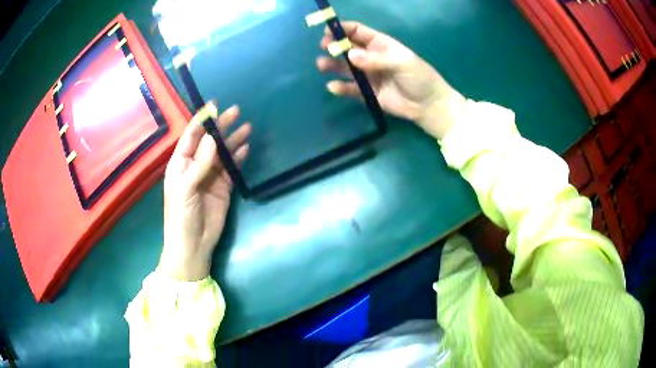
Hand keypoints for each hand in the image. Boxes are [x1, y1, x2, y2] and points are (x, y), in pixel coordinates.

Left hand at [159, 103, 250, 280]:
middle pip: (209, 141)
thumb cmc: (181, 217)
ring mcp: (210, 177)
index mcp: (180, 164)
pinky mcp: (223, 188)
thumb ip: (199, 163)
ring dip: (233, 140)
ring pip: (222, 153)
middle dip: (221, 126)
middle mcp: (195, 166)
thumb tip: (212, 138)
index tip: (215, 106)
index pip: (191, 136)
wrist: (193, 245)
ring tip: (247, 127)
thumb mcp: (186, 189)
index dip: (202, 120)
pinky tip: (246, 148)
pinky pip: (231, 169)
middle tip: (236, 112)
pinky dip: (238, 159)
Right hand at [317, 22, 466, 139]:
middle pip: (348, 48)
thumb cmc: (419, 78)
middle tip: (325, 48)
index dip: (343, 29)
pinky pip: (350, 88)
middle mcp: (370, 57)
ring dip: (332, 65)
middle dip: (335, 46)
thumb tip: (350, 55)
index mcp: (380, 44)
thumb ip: (377, 59)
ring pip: (345, 67)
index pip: (358, 32)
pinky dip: (341, 88)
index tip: (329, 32)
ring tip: (322, 65)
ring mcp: (367, 75)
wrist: (428, 105)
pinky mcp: (366, 92)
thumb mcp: (402, 63)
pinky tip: (333, 87)